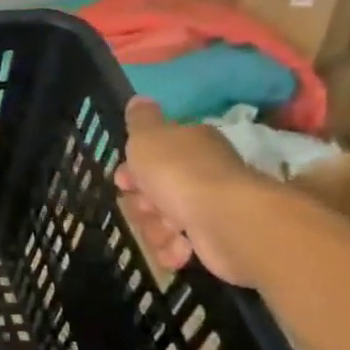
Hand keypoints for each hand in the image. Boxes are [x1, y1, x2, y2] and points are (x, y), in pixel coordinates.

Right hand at [115, 97, 272, 286]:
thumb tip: (139, 98)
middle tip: (146, 208)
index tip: (123, 181)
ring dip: (155, 229)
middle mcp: (202, 172)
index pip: (153, 154)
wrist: (226, 220)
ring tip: (166, 233)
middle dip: (142, 204)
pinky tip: (178, 250)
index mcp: (189, 144)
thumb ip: (141, 119)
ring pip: (163, 219)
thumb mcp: (148, 137)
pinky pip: (180, 244)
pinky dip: (174, 249)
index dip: (133, 169)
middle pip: (154, 190)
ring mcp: (210, 206)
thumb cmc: (179, 173)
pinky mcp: (215, 239)